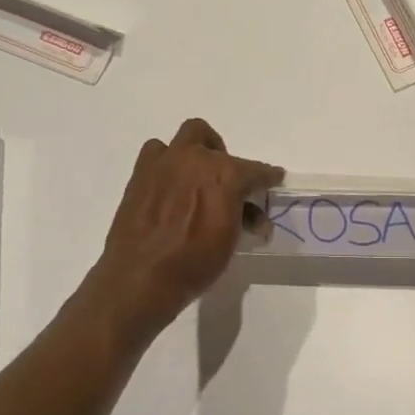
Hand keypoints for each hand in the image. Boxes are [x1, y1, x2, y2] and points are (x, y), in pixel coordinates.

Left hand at [84, 119, 282, 334]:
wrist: (141, 277)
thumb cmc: (194, 263)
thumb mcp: (230, 242)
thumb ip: (243, 218)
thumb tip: (253, 216)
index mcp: (225, 174)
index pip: (255, 170)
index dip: (267, 176)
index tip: (273, 178)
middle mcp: (196, 159)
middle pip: (217, 144)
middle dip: (225, 158)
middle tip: (226, 182)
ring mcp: (166, 162)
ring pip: (187, 136)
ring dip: (195, 152)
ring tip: (195, 178)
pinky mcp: (141, 172)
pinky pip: (157, 153)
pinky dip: (167, 162)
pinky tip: (169, 185)